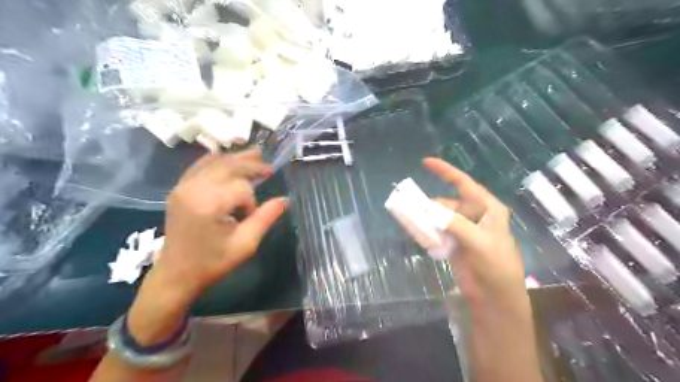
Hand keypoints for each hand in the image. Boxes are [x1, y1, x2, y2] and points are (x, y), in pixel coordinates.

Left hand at [127, 149, 285, 345]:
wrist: (176, 274)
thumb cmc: (212, 263)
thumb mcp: (245, 244)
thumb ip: (266, 218)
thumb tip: (285, 199)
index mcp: (209, 204)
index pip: (241, 187)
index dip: (251, 200)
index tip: (249, 216)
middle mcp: (193, 189)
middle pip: (228, 166)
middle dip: (250, 165)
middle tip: (268, 166)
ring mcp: (183, 186)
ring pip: (215, 162)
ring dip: (237, 159)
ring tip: (255, 154)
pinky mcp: (179, 188)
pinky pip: (200, 165)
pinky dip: (217, 160)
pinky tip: (229, 158)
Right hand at [423, 159, 524, 310]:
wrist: (495, 297)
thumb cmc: (496, 266)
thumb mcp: (480, 242)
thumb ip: (456, 224)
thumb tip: (431, 211)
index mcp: (488, 209)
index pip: (464, 184)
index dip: (445, 171)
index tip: (425, 162)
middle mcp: (475, 216)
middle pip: (448, 203)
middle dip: (430, 204)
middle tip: (412, 207)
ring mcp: (463, 230)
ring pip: (440, 217)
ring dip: (427, 219)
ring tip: (412, 221)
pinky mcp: (454, 243)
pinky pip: (437, 231)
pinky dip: (428, 231)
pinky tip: (418, 233)